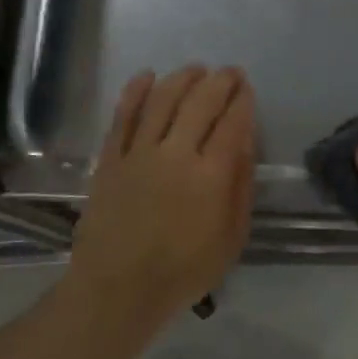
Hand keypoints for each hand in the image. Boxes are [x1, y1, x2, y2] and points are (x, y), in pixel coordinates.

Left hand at [67, 65, 255, 339]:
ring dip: (182, 78)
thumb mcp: (231, 238)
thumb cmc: (183, 271)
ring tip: (195, 70)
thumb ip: (240, 186)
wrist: (118, 288)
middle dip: (219, 81)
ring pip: (162, 100)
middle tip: (228, 72)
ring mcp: (139, 152)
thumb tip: (244, 143)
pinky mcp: (110, 158)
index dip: (242, 100)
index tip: (246, 88)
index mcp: (210, 175)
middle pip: (200, 102)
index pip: (232, 123)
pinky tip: (146, 77)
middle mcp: (176, 153)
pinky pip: (123, 116)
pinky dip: (135, 92)